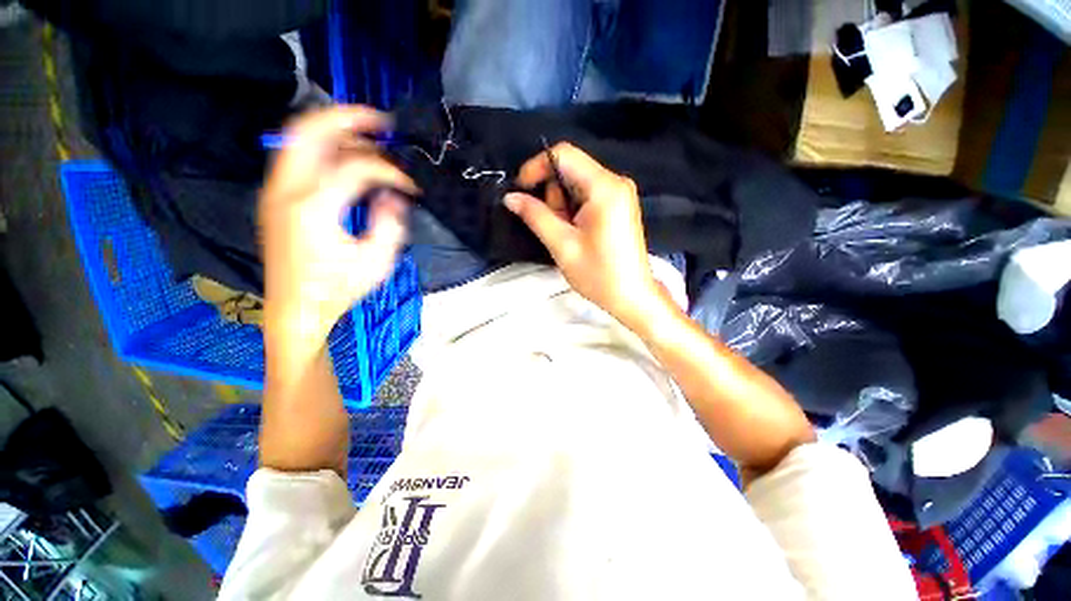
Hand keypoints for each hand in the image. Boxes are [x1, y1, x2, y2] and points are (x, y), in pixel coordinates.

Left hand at [259, 106, 416, 343]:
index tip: (410, 184)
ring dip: (334, 131)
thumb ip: (390, 223)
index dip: (390, 170)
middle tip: (381, 122)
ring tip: (368, 138)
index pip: (357, 167)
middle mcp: (286, 190)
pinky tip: (347, 159)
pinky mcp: (275, 198)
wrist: (295, 309)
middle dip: (348, 118)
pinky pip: (297, 157)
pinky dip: (323, 149)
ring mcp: (275, 191)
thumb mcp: (377, 261)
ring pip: (298, 138)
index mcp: (314, 207)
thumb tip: (393, 196)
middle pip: (308, 129)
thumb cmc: (338, 289)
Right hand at [505, 143, 661, 327]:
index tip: (521, 190)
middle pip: (570, 169)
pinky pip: (587, 194)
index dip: (536, 167)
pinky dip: (573, 209)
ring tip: (565, 234)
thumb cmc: (599, 275)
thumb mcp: (562, 245)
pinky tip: (575, 232)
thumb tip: (511, 197)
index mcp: (604, 187)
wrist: (632, 296)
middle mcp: (615, 182)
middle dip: (552, 194)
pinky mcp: (619, 205)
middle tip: (550, 225)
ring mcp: (619, 193)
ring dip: (561, 205)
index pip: (564, 155)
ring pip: (577, 183)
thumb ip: (535, 216)